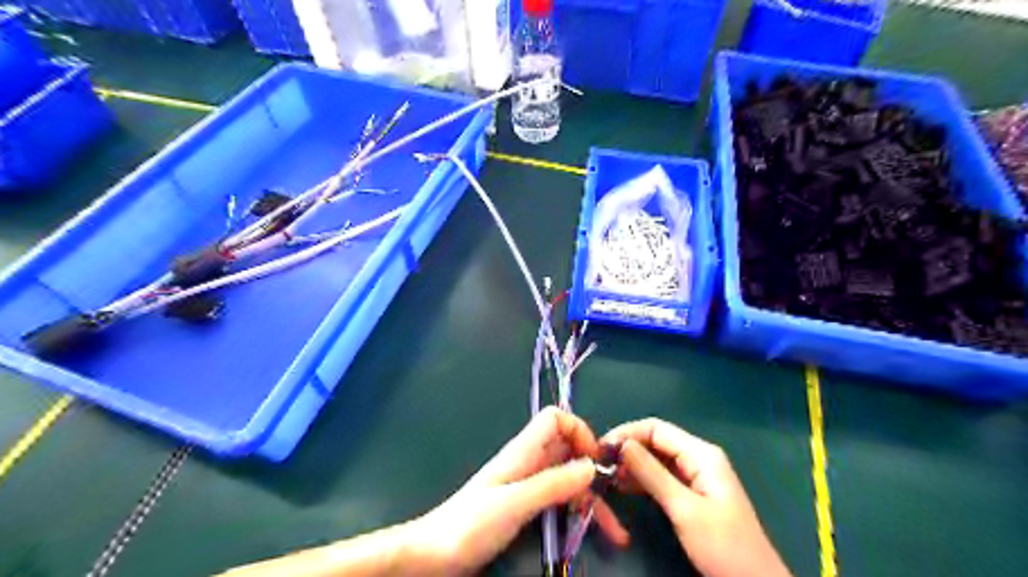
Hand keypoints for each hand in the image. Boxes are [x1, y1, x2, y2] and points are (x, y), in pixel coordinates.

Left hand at [409, 407, 625, 574]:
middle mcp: (528, 462)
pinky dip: (579, 512)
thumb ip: (553, 484)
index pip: (555, 419)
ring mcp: (528, 484)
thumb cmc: (470, 524)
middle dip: (593, 468)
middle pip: (568, 449)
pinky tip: (595, 531)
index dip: (579, 430)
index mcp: (523, 451)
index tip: (596, 462)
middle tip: (614, 497)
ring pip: (568, 478)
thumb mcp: (515, 503)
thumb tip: (591, 466)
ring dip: (592, 498)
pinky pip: (560, 500)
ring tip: (616, 531)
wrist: (434, 554)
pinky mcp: (526, 505)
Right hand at [605, 420, 792, 575]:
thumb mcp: (684, 508)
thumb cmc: (723, 545)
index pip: (656, 428)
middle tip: (600, 464)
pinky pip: (661, 476)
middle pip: (655, 441)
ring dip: (632, 465)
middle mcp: (697, 458)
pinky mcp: (691, 493)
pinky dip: (641, 479)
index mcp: (701, 454)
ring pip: (656, 459)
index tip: (601, 448)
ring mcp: (695, 475)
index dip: (627, 433)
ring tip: (606, 475)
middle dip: (627, 449)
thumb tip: (622, 444)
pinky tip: (622, 486)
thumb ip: (652, 474)